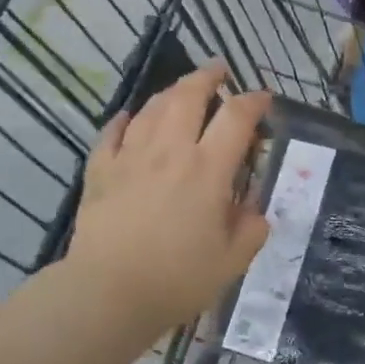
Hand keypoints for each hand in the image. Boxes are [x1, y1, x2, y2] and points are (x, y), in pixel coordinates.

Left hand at [64, 61, 271, 342]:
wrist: (108, 293)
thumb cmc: (177, 279)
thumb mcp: (232, 261)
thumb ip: (251, 229)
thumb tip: (255, 211)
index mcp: (207, 169)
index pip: (236, 117)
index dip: (254, 101)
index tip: (263, 98)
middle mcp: (170, 151)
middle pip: (188, 96)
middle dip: (207, 77)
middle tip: (218, 70)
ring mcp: (131, 157)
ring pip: (152, 108)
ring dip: (170, 92)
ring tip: (181, 91)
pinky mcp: (101, 171)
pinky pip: (112, 134)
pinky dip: (124, 120)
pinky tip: (129, 118)